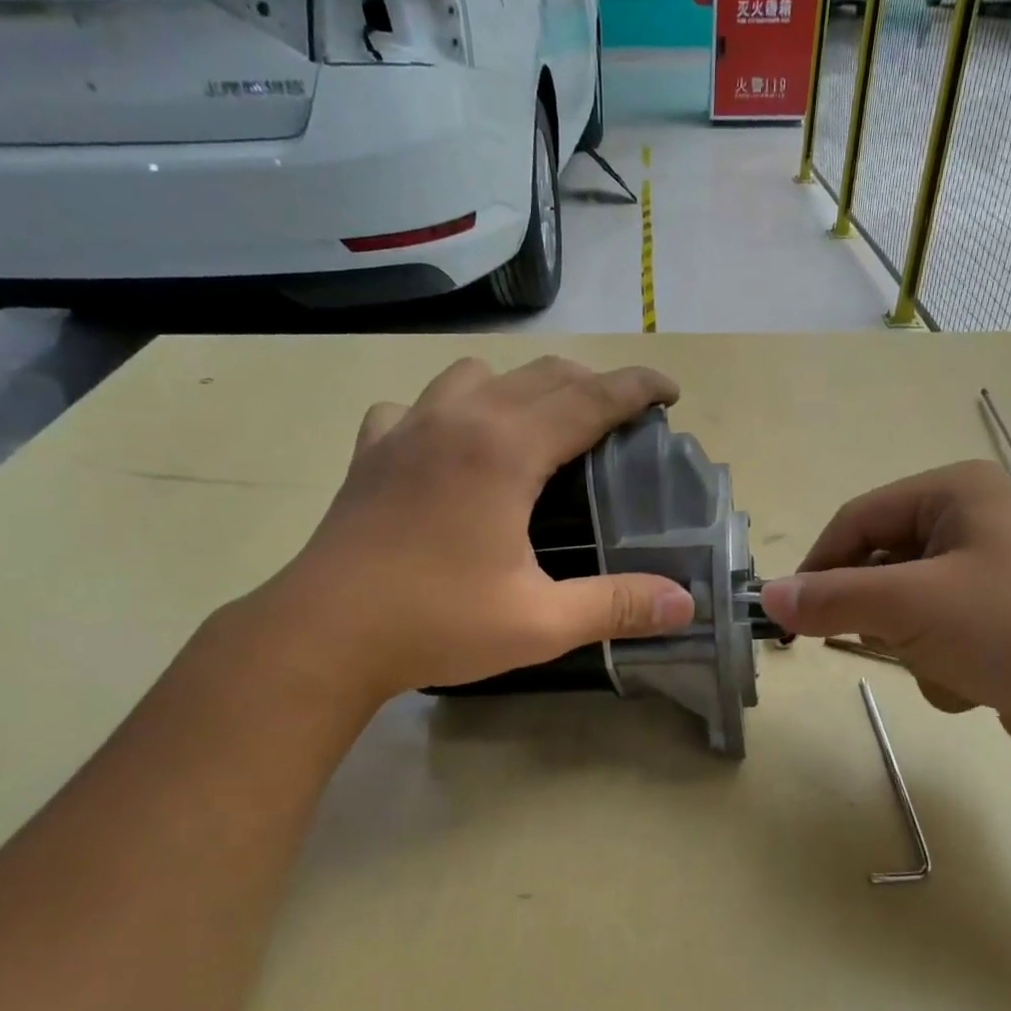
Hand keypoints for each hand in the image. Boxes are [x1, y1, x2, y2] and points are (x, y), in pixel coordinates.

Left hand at [257, 356, 696, 706]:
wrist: (324, 635)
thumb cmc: (436, 624)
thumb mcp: (541, 623)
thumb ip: (617, 606)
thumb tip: (686, 604)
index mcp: (506, 449)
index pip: (590, 397)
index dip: (637, 388)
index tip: (669, 392)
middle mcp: (460, 418)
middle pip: (542, 375)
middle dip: (591, 385)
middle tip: (619, 421)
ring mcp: (408, 428)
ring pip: (477, 374)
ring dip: (520, 388)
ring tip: (539, 429)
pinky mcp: (373, 450)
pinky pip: (418, 405)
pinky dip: (449, 410)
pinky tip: (450, 447)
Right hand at [759, 461, 1010, 772]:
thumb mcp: (911, 606)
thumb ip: (832, 599)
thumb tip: (765, 597)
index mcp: (956, 492)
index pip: (857, 520)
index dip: (817, 567)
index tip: (787, 616)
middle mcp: (974, 523)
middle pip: (881, 565)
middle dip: (879, 614)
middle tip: (879, 643)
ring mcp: (992, 576)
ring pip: (906, 609)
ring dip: (912, 647)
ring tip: (946, 665)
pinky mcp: (1003, 624)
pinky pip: (939, 638)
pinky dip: (942, 666)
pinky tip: (975, 685)